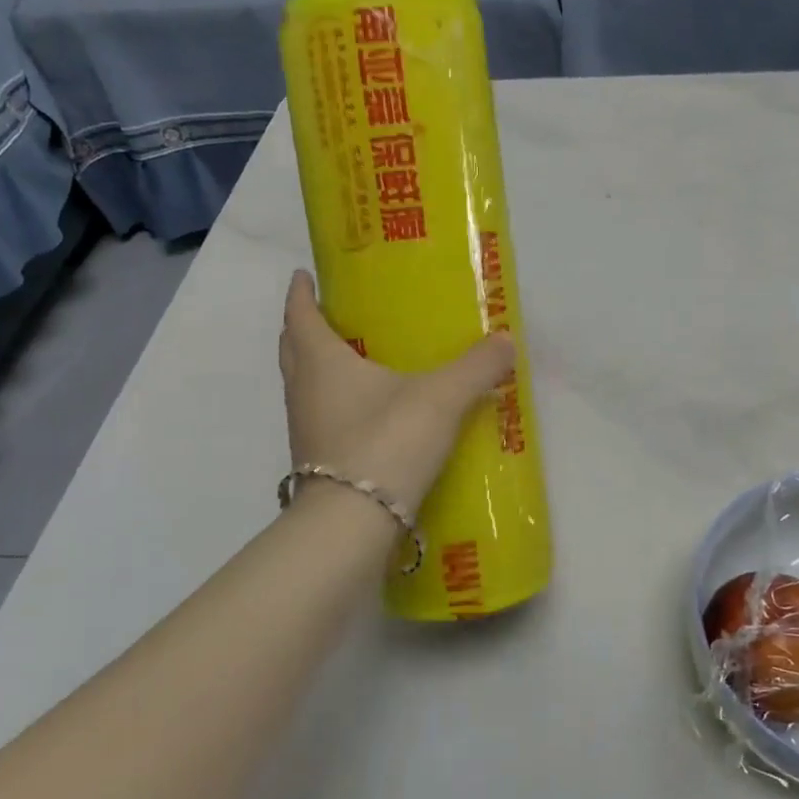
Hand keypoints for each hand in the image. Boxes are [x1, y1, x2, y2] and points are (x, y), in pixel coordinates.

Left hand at [278, 271, 515, 512]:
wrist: (352, 524)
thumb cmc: (387, 443)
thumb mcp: (440, 400)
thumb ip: (475, 368)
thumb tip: (506, 340)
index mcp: (322, 362)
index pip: (299, 314)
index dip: (300, 292)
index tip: (303, 274)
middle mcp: (303, 390)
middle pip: (292, 348)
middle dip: (304, 326)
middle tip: (332, 314)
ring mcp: (304, 429)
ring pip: (302, 384)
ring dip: (316, 367)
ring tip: (351, 360)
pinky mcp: (314, 462)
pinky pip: (317, 417)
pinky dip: (331, 403)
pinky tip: (364, 413)